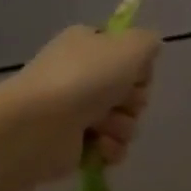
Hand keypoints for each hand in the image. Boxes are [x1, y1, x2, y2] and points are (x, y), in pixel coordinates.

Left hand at [6, 25, 160, 179]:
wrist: (40, 124)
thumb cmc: (85, 79)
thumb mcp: (129, 46)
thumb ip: (148, 42)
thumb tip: (150, 48)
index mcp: (88, 45)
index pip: (129, 56)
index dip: (139, 69)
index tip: (135, 74)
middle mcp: (81, 75)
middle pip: (131, 92)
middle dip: (132, 101)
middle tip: (117, 102)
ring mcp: (75, 111)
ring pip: (125, 122)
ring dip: (121, 127)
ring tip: (100, 127)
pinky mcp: (74, 145)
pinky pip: (112, 148)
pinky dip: (109, 149)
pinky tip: (97, 146)